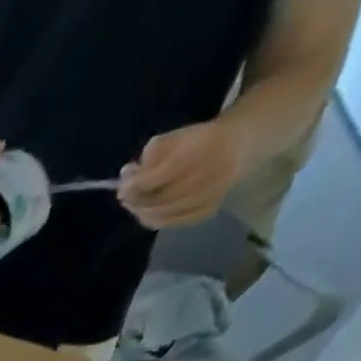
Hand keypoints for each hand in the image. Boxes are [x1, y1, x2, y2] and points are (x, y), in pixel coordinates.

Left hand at [119, 120, 248, 229]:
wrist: (238, 146)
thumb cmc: (198, 141)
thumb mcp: (174, 138)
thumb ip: (149, 155)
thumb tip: (127, 176)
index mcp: (198, 152)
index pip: (157, 177)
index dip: (134, 186)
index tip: (122, 187)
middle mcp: (205, 177)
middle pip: (157, 200)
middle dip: (135, 201)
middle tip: (125, 196)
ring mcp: (207, 197)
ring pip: (161, 215)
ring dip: (142, 212)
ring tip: (135, 202)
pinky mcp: (207, 211)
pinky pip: (172, 222)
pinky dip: (155, 219)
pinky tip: (149, 210)